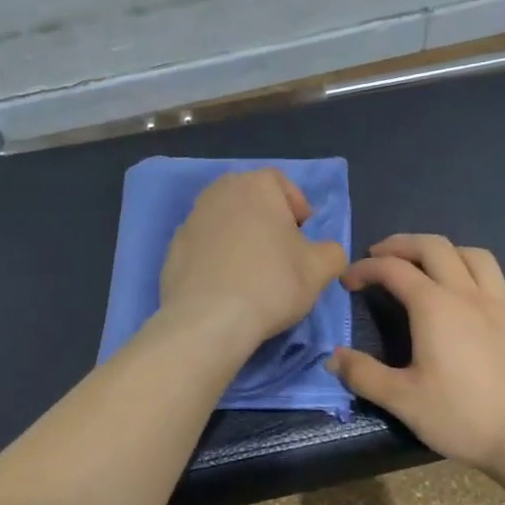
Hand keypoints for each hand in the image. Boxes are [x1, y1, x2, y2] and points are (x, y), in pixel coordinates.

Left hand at [159, 170, 348, 350]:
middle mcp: (219, 191)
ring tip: (253, 273)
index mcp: (256, 184)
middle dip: (268, 221)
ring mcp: (191, 218)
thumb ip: (331, 251)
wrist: (208, 320)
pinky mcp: (173, 247)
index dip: (298, 210)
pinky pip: (204, 245)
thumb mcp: (320, 269)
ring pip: (226, 221)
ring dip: (241, 238)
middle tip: (281, 254)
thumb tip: (325, 252)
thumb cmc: (271, 283)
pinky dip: (217, 258)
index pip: (282, 184)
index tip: (303, 240)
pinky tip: (226, 286)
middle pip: (251, 200)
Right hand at [330, 234, 504, 482]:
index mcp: (434, 305)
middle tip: (380, 255)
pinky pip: (497, 277)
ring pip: (471, 253)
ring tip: (427, 264)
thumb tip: (332, 359)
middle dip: (401, 244)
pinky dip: (474, 272)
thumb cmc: (463, 415)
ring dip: (443, 250)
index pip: (392, 269)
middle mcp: (466, 292)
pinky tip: (470, 292)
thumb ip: (364, 375)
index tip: (348, 280)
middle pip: (433, 246)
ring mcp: (499, 302)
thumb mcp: (403, 400)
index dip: (365, 268)